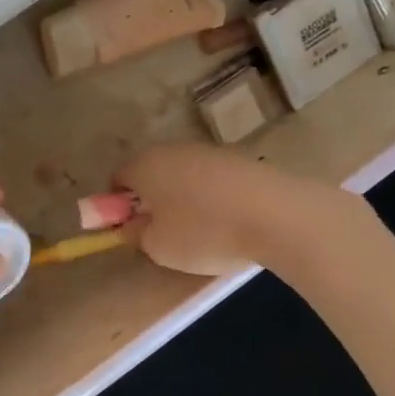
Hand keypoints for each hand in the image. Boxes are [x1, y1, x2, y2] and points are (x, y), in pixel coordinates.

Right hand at [113, 144, 332, 277]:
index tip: (133, 231)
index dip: (118, 207)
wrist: (277, 215)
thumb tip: (135, 224)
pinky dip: (213, 198)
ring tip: (202, 232)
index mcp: (144, 165)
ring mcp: (209, 151)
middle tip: (164, 233)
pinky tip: (229, 222)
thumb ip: (136, 233)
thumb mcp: (157, 246)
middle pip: (151, 173)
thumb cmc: (204, 232)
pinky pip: (212, 180)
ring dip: (184, 198)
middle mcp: (172, 149)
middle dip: (152, 201)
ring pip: (183, 175)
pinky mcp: (240, 160)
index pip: (117, 180)